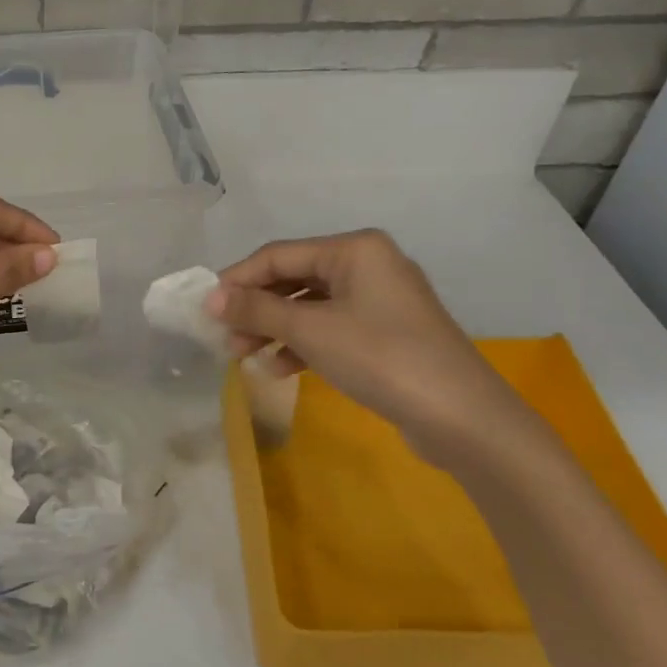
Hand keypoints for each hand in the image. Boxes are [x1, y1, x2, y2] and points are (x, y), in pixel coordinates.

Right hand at [207, 230, 545, 467]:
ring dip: (275, 329)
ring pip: (310, 307)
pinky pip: (331, 329)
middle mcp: (368, 265)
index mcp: (355, 249)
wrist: (462, 418)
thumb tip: (209, 298)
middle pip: (294, 279)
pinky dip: (303, 345)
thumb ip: (257, 310)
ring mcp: (380, 301)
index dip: (238, 280)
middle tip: (224, 337)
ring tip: (244, 356)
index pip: (279, 255)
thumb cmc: (381, 357)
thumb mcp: (311, 330)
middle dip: (256, 309)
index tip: (205, 307)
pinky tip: (279, 369)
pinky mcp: (386, 334)